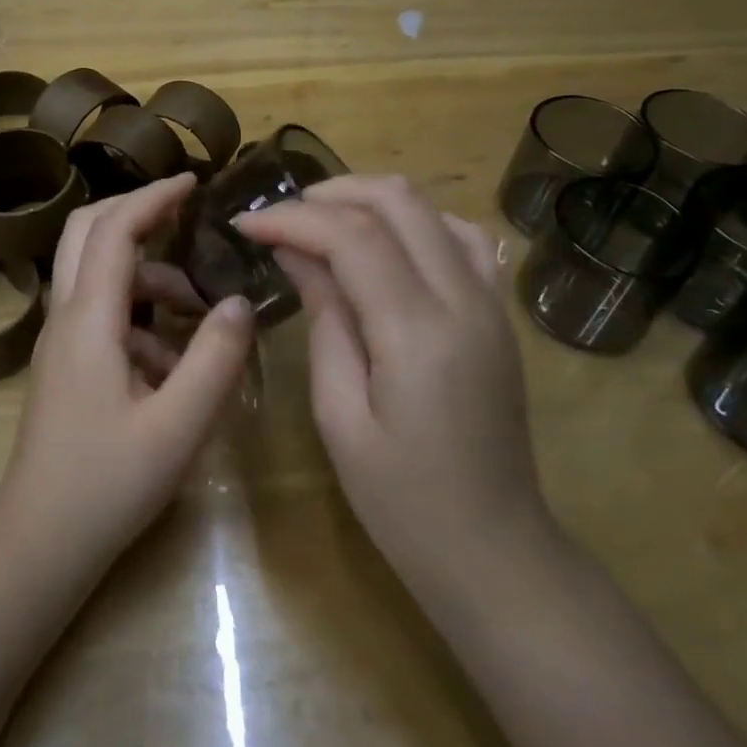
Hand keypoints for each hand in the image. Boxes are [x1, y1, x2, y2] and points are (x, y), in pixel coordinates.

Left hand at [0, 173, 255, 577]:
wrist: (39, 544)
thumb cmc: (106, 485)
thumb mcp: (177, 426)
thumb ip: (214, 359)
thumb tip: (237, 302)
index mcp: (88, 321)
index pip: (114, 230)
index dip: (152, 198)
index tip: (194, 181)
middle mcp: (66, 318)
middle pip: (87, 233)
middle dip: (137, 213)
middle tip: (186, 216)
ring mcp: (62, 342)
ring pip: (99, 275)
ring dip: (149, 277)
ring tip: (201, 314)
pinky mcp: (67, 365)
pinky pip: (104, 315)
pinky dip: (141, 317)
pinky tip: (175, 365)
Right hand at [234, 176, 552, 603]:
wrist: (495, 551)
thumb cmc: (402, 501)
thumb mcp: (341, 414)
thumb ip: (325, 319)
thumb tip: (297, 252)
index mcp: (418, 332)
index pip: (352, 236)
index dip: (292, 219)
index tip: (246, 224)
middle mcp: (464, 299)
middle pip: (398, 200)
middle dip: (330, 194)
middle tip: (281, 217)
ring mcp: (492, 302)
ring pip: (432, 208)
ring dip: (372, 201)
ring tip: (323, 225)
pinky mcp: (500, 313)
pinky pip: (463, 238)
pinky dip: (416, 223)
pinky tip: (385, 244)